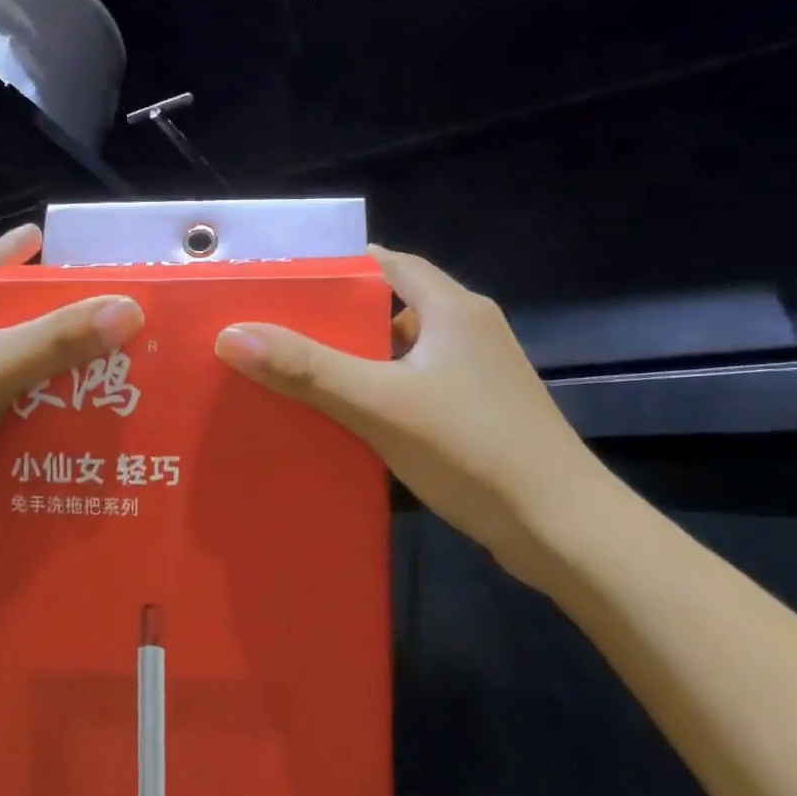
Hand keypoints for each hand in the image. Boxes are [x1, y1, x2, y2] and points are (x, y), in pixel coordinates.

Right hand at [214, 246, 612, 590]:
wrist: (565, 531)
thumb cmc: (473, 449)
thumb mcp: (380, 404)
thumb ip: (307, 369)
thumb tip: (232, 334)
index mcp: (453, 308)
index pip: (387, 264)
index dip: (337, 268)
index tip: (284, 283)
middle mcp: (468, 330)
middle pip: (390, 308)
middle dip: (335, 320)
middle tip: (276, 332)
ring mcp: (477, 375)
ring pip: (401, 354)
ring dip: (355, 362)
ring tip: (295, 374)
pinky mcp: (477, 413)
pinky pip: (414, 388)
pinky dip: (378, 394)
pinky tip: (343, 420)